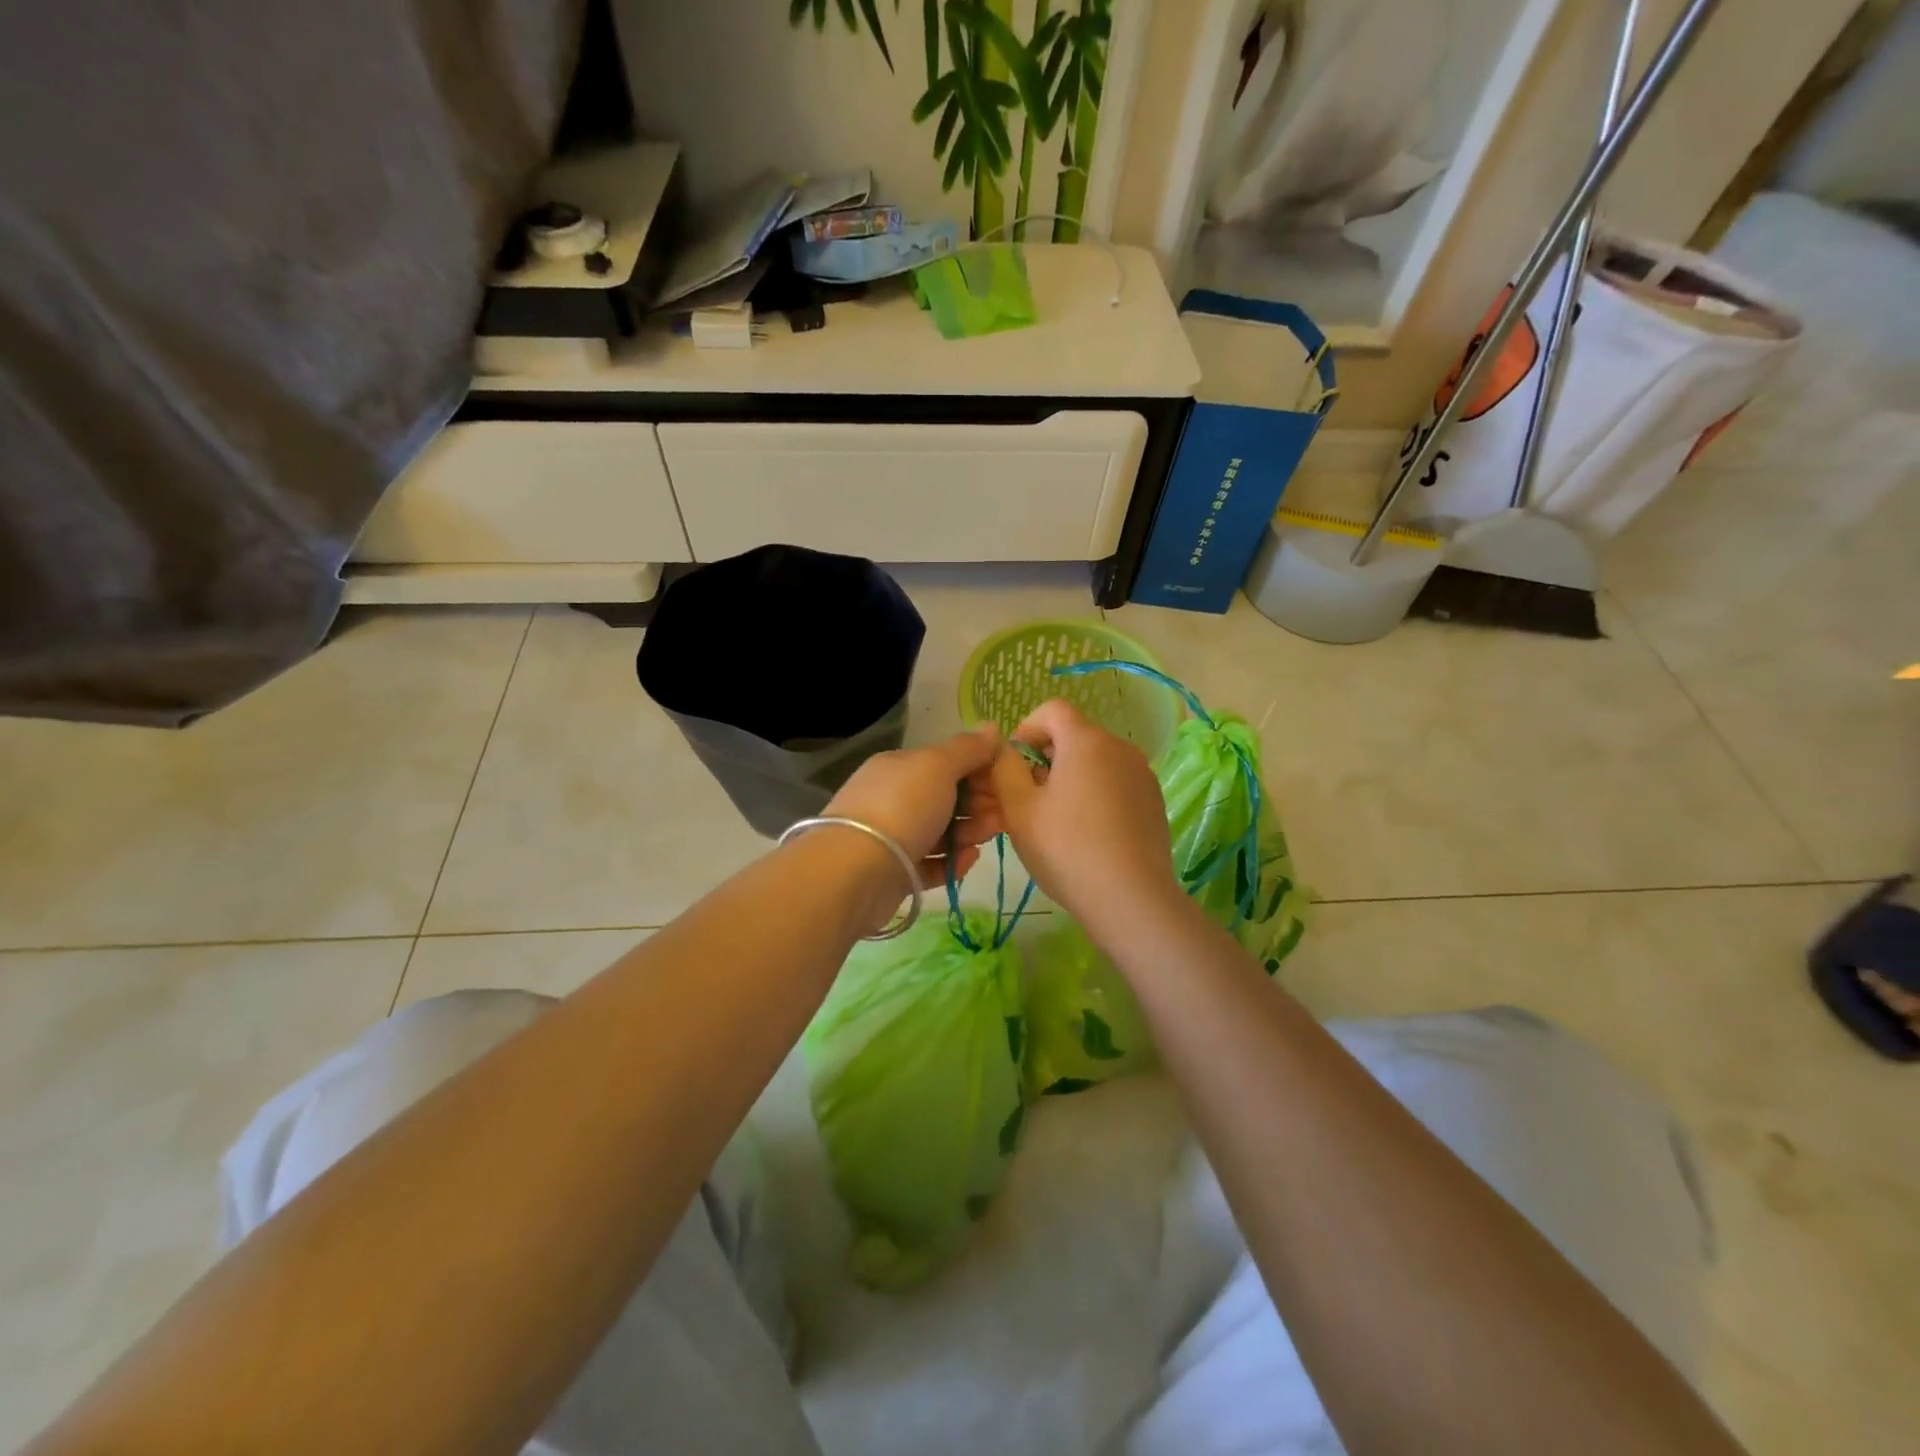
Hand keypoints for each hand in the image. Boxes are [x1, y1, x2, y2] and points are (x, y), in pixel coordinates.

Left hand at [823, 726, 1004, 889]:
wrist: (857, 870)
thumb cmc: (902, 807)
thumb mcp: (938, 766)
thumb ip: (967, 749)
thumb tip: (992, 726)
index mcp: (899, 767)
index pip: (946, 762)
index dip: (979, 769)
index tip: (1007, 781)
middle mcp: (892, 798)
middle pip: (945, 798)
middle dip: (978, 803)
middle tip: (1004, 814)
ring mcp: (890, 836)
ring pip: (939, 831)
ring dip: (968, 832)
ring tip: (988, 838)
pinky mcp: (893, 872)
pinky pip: (929, 864)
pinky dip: (950, 862)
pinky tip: (968, 861)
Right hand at [989, 699, 1182, 944]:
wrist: (1131, 899)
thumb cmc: (1066, 850)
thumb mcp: (1020, 810)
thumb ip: (1005, 769)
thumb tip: (1004, 749)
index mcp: (1086, 741)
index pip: (1052, 709)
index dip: (1027, 727)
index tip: (1015, 762)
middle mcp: (1119, 747)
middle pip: (1076, 735)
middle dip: (1047, 756)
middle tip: (1029, 796)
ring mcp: (1142, 773)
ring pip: (1097, 760)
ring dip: (1072, 775)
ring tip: (1057, 817)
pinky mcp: (1154, 800)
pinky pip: (1116, 781)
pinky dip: (1097, 792)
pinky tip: (1088, 831)